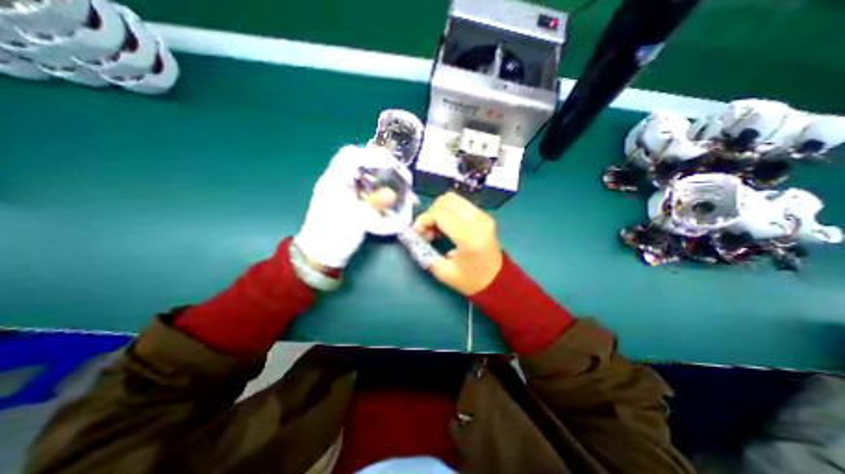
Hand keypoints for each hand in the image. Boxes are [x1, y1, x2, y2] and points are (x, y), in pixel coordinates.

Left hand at [294, 145, 402, 268]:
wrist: (320, 254)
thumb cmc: (335, 236)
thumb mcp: (356, 221)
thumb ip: (375, 205)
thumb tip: (392, 194)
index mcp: (333, 181)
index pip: (352, 155)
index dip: (374, 156)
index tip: (393, 165)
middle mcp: (335, 180)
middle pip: (356, 160)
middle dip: (378, 162)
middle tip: (396, 170)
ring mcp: (339, 189)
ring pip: (359, 171)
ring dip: (377, 172)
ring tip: (394, 179)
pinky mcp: (344, 198)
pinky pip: (361, 184)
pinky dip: (374, 184)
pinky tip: (384, 191)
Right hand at [415, 190, 500, 293]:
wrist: (497, 280)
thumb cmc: (471, 280)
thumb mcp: (443, 273)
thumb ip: (424, 253)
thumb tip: (412, 237)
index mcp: (469, 236)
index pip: (439, 214)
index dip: (423, 220)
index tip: (417, 234)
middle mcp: (477, 220)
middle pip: (444, 202)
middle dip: (429, 215)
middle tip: (426, 233)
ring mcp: (482, 215)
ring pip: (452, 198)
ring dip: (438, 210)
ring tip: (436, 228)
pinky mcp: (484, 215)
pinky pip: (460, 203)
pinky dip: (448, 210)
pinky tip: (446, 225)